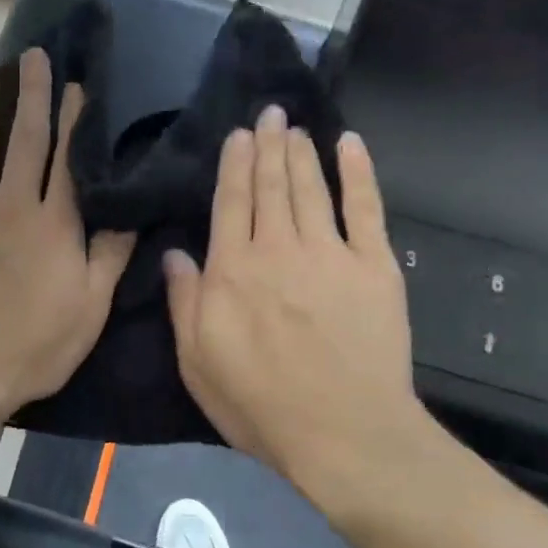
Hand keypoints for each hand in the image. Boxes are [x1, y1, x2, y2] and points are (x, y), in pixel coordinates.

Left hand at [0, 48, 134, 426]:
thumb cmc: (32, 346)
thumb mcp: (89, 308)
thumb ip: (110, 255)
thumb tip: (129, 211)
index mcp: (52, 223)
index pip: (66, 157)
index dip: (72, 118)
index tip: (74, 84)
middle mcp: (8, 205)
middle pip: (22, 139)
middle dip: (30, 95)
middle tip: (31, 56)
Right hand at [162, 105, 423, 494]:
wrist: (345, 434)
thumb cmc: (262, 405)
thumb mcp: (198, 363)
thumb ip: (185, 303)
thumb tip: (174, 253)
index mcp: (233, 270)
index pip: (231, 202)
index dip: (234, 164)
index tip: (238, 134)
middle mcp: (278, 248)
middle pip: (270, 185)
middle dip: (267, 145)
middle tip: (269, 113)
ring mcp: (330, 253)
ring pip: (310, 187)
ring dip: (300, 152)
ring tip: (294, 125)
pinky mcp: (374, 265)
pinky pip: (366, 207)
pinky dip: (358, 172)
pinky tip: (349, 144)